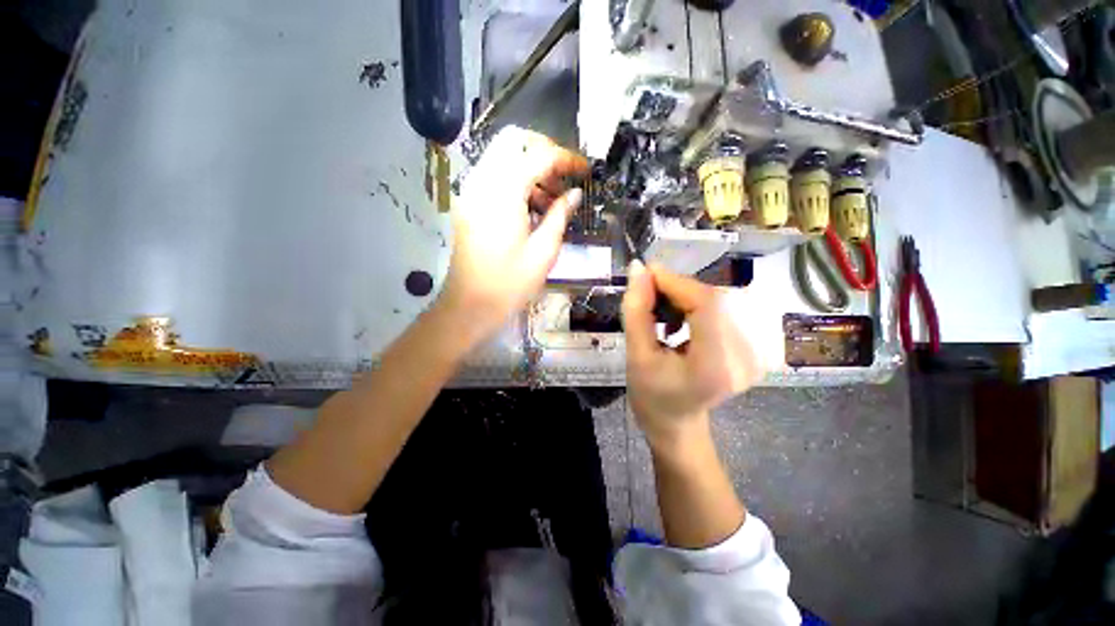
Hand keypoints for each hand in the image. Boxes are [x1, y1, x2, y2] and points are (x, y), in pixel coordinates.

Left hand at [436, 126, 587, 344]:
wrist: (470, 305)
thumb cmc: (510, 284)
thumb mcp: (544, 251)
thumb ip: (560, 215)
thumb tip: (574, 193)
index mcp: (504, 192)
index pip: (539, 155)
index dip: (567, 158)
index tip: (585, 170)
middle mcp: (482, 181)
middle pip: (514, 140)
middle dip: (544, 151)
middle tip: (563, 178)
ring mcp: (470, 190)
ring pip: (502, 155)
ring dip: (529, 166)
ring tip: (550, 198)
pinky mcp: (468, 203)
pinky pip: (493, 174)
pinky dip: (515, 179)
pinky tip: (530, 206)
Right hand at [622, 261, 763, 448]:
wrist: (676, 423)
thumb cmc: (651, 396)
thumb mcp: (636, 356)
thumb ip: (636, 311)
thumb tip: (638, 269)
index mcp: (716, 364)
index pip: (706, 304)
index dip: (675, 282)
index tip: (645, 274)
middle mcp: (745, 355)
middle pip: (714, 299)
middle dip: (677, 288)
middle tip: (647, 293)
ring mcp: (754, 352)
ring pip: (719, 300)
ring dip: (685, 295)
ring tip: (661, 310)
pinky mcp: (751, 346)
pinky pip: (724, 309)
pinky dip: (696, 305)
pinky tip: (679, 319)